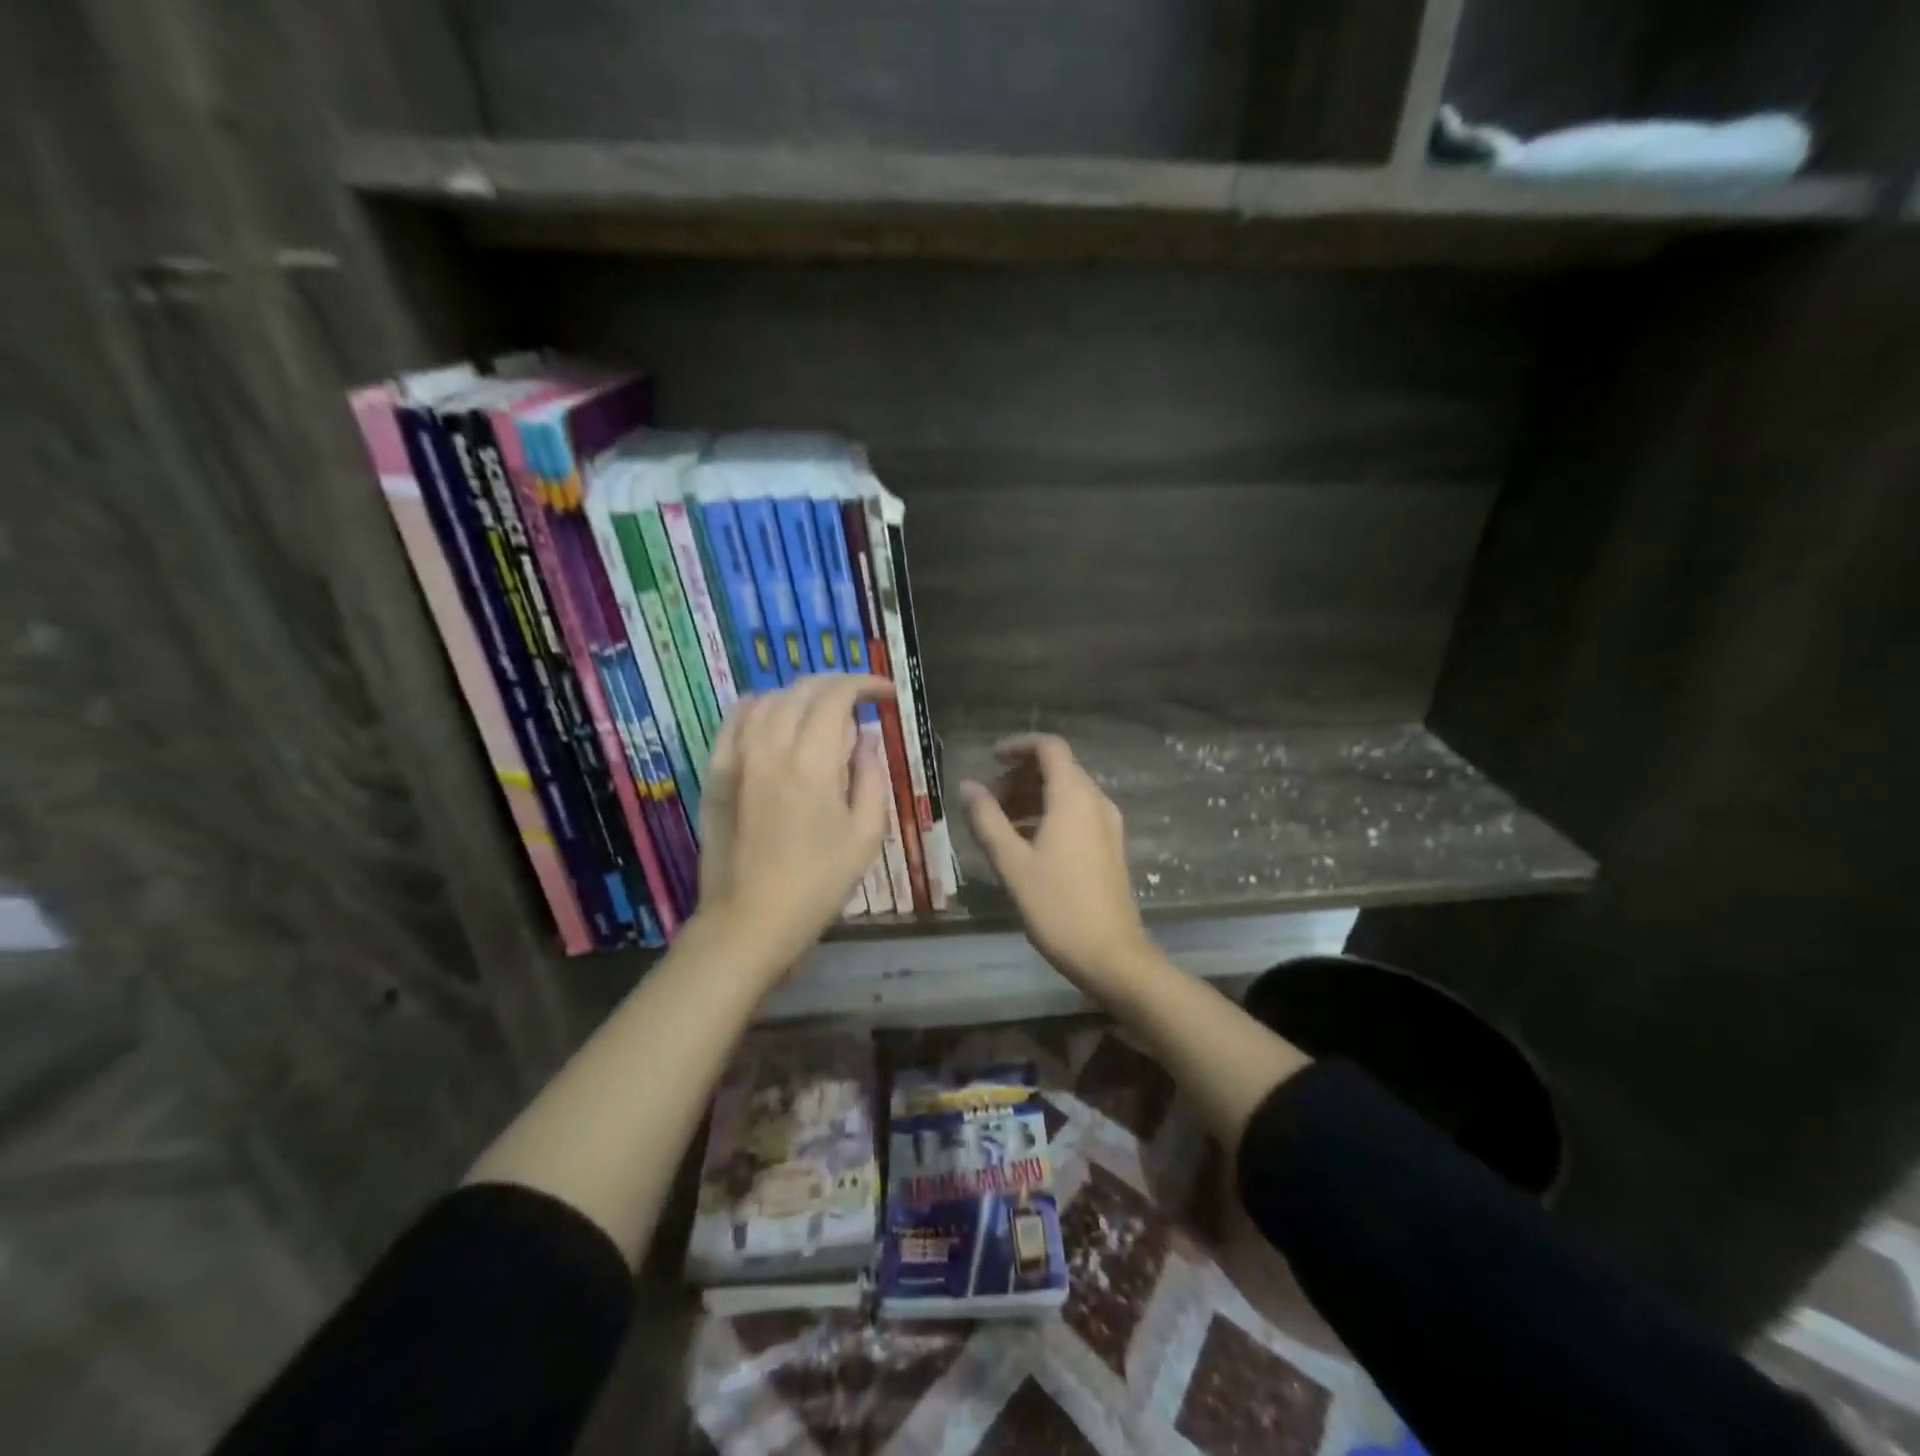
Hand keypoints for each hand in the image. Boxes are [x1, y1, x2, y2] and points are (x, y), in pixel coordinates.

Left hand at [695, 675, 891, 968]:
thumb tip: (865, 738)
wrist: (750, 920)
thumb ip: (870, 776)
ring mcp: (736, 757)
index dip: (865, 684)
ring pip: (769, 699)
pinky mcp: (715, 772)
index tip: (886, 693)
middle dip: (837, 685)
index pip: (837, 695)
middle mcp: (770, 746)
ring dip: (801, 695)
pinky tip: (772, 712)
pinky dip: (759, 706)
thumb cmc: (818, 882)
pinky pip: (734, 720)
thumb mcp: (865, 834)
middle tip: (860, 700)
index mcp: (812, 761)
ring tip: (822, 710)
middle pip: (802, 690)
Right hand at [960, 735, 1151, 987]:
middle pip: (1058, 768)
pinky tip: (1026, 842)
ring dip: (1033, 797)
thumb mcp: (1011, 862)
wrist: (1111, 954)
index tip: (989, 759)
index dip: (1018, 746)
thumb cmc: (1057, 905)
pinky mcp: (1110, 847)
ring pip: (1068, 792)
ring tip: (1000, 822)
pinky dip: (1050, 814)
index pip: (1049, 747)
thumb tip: (967, 786)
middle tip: (988, 800)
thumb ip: (987, 819)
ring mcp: (1108, 824)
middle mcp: (1096, 801)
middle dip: (1020, 776)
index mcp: (1074, 797)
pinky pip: (1077, 813)